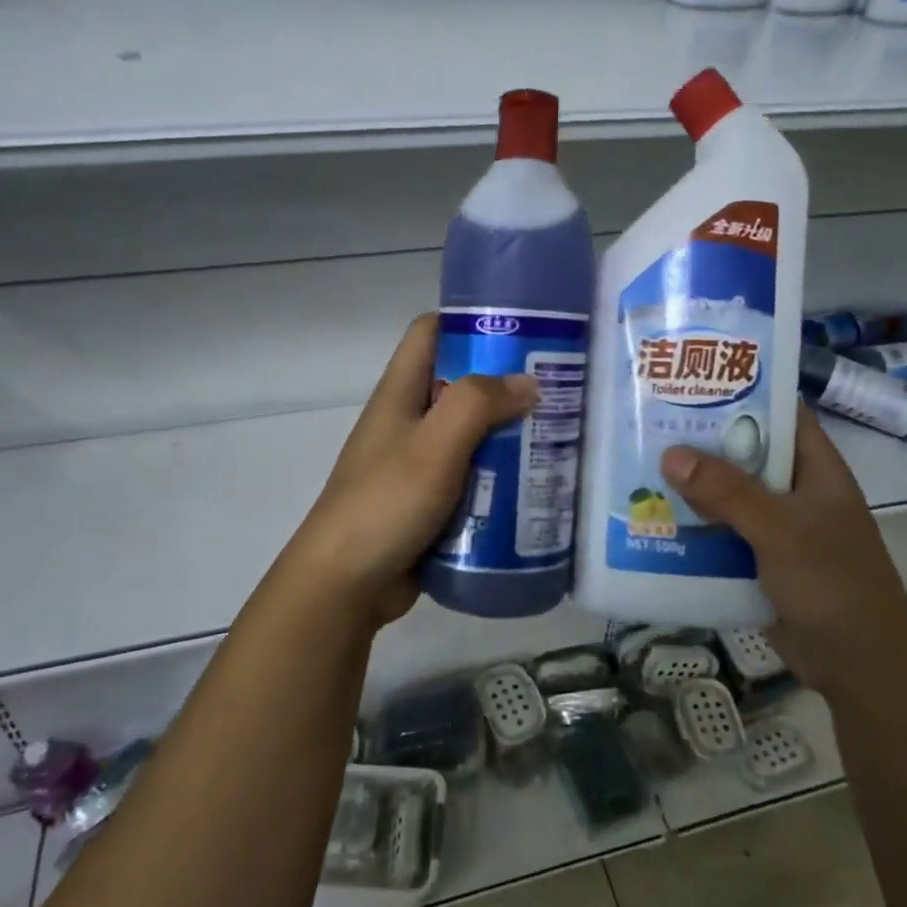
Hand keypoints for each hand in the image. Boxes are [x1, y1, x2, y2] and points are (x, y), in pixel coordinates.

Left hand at [285, 314, 537, 628]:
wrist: (346, 585)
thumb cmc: (385, 503)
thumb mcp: (433, 446)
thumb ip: (478, 405)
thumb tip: (528, 383)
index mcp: (400, 393)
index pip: (431, 332)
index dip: (470, 322)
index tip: (522, 331)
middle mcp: (409, 420)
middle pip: (461, 384)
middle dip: (506, 385)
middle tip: (559, 390)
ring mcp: (419, 462)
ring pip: (472, 433)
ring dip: (509, 435)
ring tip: (560, 437)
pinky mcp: (431, 500)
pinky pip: (473, 475)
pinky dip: (501, 476)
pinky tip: (537, 484)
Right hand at [661, 401, 906, 639]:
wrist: (858, 664)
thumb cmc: (832, 582)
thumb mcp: (780, 529)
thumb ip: (728, 491)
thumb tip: (670, 454)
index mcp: (815, 469)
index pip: (780, 414)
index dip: (743, 392)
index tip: (693, 378)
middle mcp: (794, 491)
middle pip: (744, 454)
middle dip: (702, 441)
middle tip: (649, 421)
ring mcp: (776, 527)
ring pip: (727, 495)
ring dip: (691, 486)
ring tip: (638, 465)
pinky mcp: (757, 560)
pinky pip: (719, 532)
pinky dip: (692, 526)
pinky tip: (653, 518)